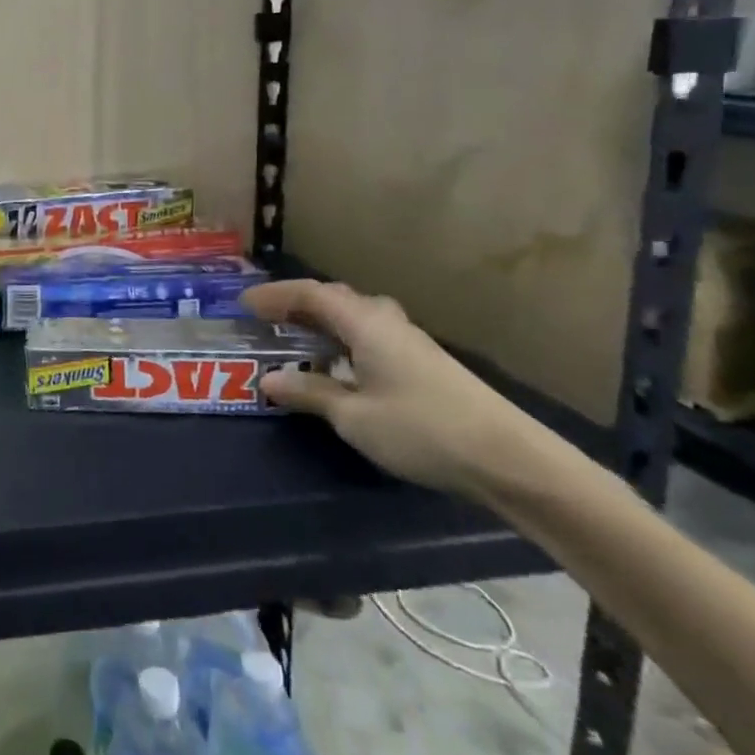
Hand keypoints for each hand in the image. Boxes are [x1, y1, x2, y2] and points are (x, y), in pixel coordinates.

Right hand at [242, 279, 540, 499]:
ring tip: (297, 340)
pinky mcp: (425, 364)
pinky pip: (371, 336)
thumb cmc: (421, 429)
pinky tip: (340, 367)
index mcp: (365, 324)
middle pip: (335, 299)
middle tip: (267, 320)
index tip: (244, 306)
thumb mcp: (354, 417)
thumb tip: (268, 381)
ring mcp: (410, 342)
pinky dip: (343, 340)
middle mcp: (387, 322)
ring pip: (356, 317)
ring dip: (322, 322)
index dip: (275, 296)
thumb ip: (309, 394)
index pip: (311, 295)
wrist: (510, 459)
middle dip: (297, 305)